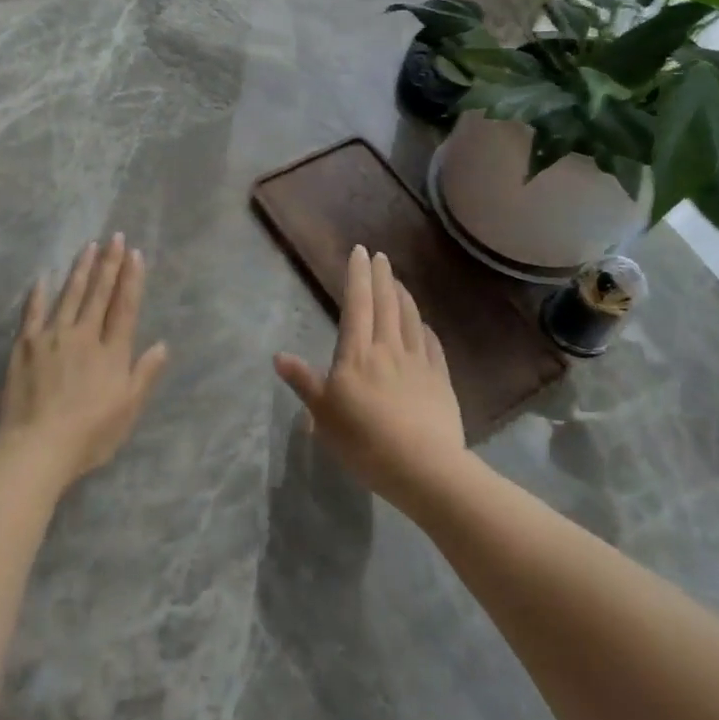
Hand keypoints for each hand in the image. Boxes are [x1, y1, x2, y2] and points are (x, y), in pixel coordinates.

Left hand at [0, 234, 169, 491]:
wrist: (36, 448)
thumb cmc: (89, 435)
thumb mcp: (128, 409)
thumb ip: (145, 374)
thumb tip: (162, 344)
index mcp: (111, 352)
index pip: (124, 307)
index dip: (131, 279)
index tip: (134, 254)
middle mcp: (84, 335)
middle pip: (99, 294)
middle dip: (109, 264)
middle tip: (115, 237)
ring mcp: (52, 337)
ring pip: (70, 295)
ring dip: (81, 270)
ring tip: (89, 246)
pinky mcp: (24, 346)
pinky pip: (33, 313)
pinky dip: (38, 295)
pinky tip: (42, 278)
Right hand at [274, 245, 466, 506]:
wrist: (424, 467)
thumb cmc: (364, 441)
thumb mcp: (324, 416)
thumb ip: (304, 383)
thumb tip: (278, 356)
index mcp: (357, 354)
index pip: (357, 304)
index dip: (358, 276)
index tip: (360, 252)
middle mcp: (388, 349)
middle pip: (386, 304)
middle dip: (381, 276)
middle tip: (380, 256)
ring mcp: (418, 362)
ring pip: (410, 319)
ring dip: (403, 296)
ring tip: (398, 281)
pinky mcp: (440, 380)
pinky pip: (432, 345)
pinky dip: (425, 328)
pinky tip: (424, 324)